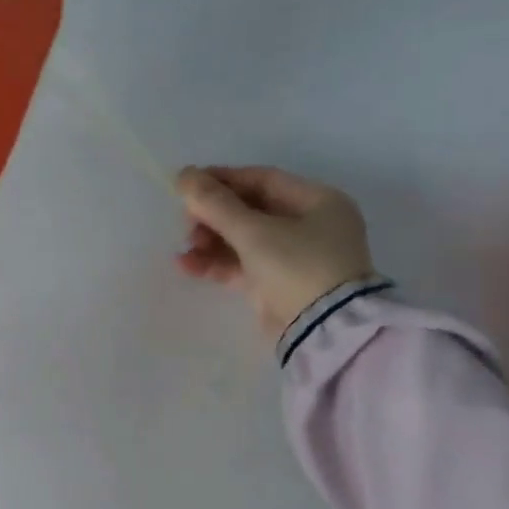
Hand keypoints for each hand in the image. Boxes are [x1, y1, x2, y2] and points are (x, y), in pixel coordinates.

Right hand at [174, 165, 376, 338]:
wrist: (325, 333)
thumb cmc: (297, 267)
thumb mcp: (253, 231)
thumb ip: (215, 203)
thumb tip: (184, 174)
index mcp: (318, 202)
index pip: (262, 179)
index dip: (223, 179)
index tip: (188, 185)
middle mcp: (311, 226)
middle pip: (250, 210)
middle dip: (214, 216)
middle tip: (186, 223)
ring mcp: (295, 258)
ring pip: (244, 239)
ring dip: (211, 241)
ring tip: (186, 249)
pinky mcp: (279, 285)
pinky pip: (243, 265)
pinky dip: (217, 264)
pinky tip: (187, 265)